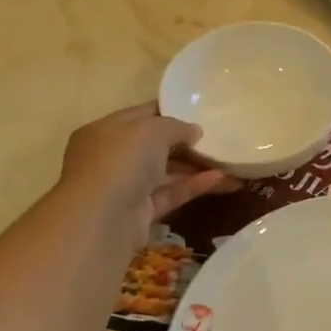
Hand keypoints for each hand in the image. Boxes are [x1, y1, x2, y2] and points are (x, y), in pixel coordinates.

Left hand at [58, 103, 238, 249]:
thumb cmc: (121, 161)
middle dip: (186, 142)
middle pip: (155, 145)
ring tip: (229, 161)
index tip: (201, 111)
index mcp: (106, 130)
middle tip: (220, 138)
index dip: (170, 112)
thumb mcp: (152, 130)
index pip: (142, 116)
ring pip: (166, 172)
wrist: (101, 219)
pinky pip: (171, 194)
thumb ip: (176, 126)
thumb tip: (194, 131)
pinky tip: (221, 179)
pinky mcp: (140, 213)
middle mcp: (112, 157)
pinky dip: (194, 186)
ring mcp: (126, 187)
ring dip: (196, 166)